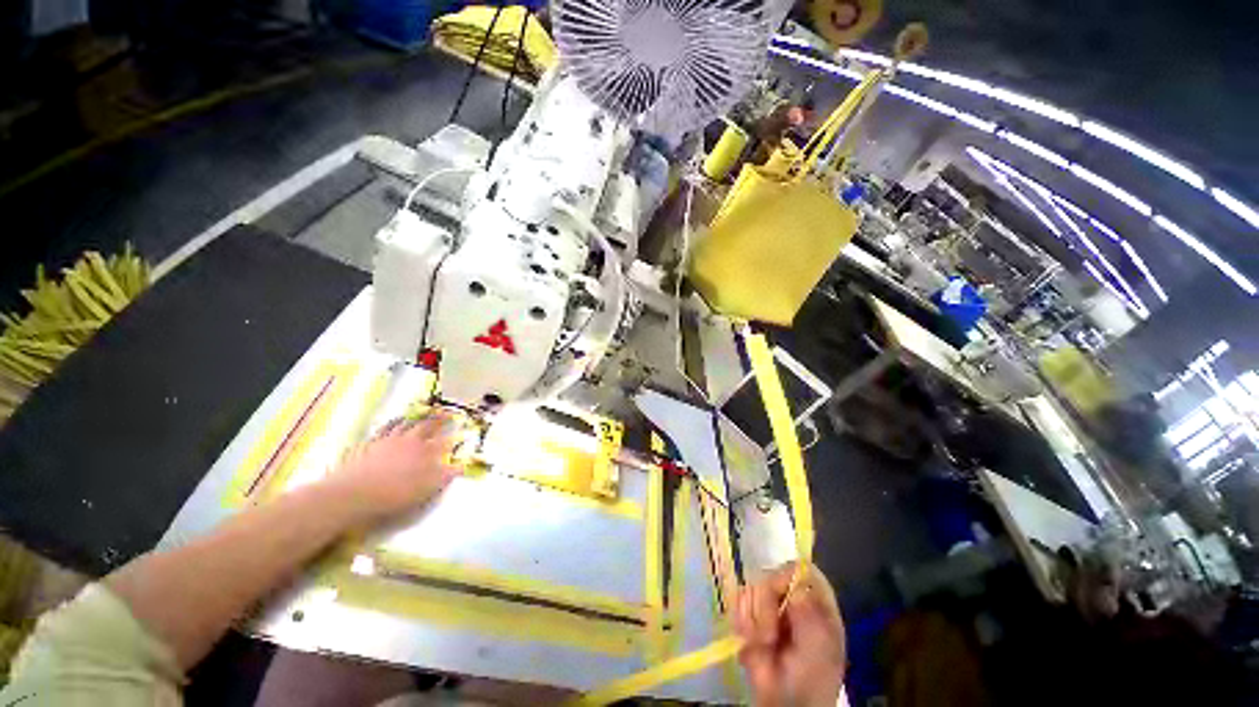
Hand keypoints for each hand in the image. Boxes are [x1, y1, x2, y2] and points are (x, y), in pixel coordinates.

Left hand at [324, 412, 462, 520]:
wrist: (354, 494)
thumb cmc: (395, 493)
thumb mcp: (426, 489)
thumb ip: (444, 476)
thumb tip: (461, 466)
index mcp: (424, 451)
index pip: (442, 439)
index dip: (451, 432)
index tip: (458, 426)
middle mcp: (407, 441)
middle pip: (424, 426)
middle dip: (435, 419)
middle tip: (442, 412)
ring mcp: (385, 441)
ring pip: (401, 425)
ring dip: (411, 419)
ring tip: (417, 415)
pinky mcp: (366, 446)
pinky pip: (379, 431)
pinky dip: (387, 426)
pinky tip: (387, 425)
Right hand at [731, 562, 845, 706]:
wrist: (785, 702)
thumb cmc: (812, 676)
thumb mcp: (821, 646)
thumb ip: (810, 613)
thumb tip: (793, 588)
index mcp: (814, 598)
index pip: (799, 568)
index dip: (787, 577)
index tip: (781, 599)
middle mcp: (790, 594)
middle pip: (769, 576)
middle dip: (765, 607)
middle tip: (769, 637)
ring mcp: (768, 602)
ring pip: (751, 587)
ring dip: (752, 617)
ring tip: (760, 643)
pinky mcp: (747, 611)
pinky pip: (737, 599)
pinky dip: (740, 619)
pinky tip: (747, 638)